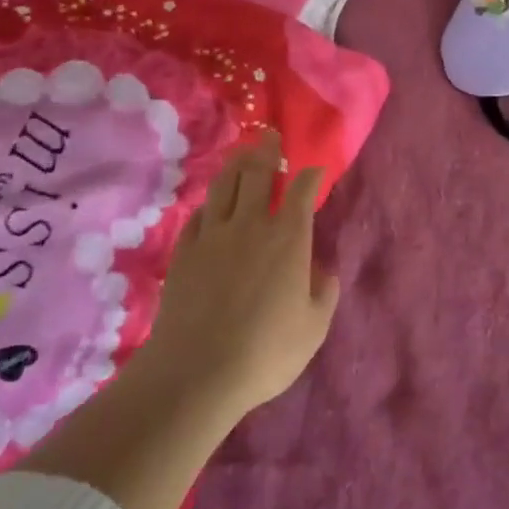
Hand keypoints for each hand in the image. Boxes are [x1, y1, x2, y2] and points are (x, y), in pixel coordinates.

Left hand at [140, 129, 338, 419]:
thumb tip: (324, 271)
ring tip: (241, 152)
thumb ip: (324, 293)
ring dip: (236, 165)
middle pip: (258, 175)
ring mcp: (213, 235)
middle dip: (267, 152)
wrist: (196, 371)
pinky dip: (208, 204)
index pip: (301, 190)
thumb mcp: (313, 328)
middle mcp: (251, 224)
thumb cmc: (266, 351)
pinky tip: (210, 204)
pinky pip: (198, 215)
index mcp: (288, 237)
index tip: (315, 169)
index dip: (310, 175)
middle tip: (270, 137)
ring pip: (225, 186)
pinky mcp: (185, 252)